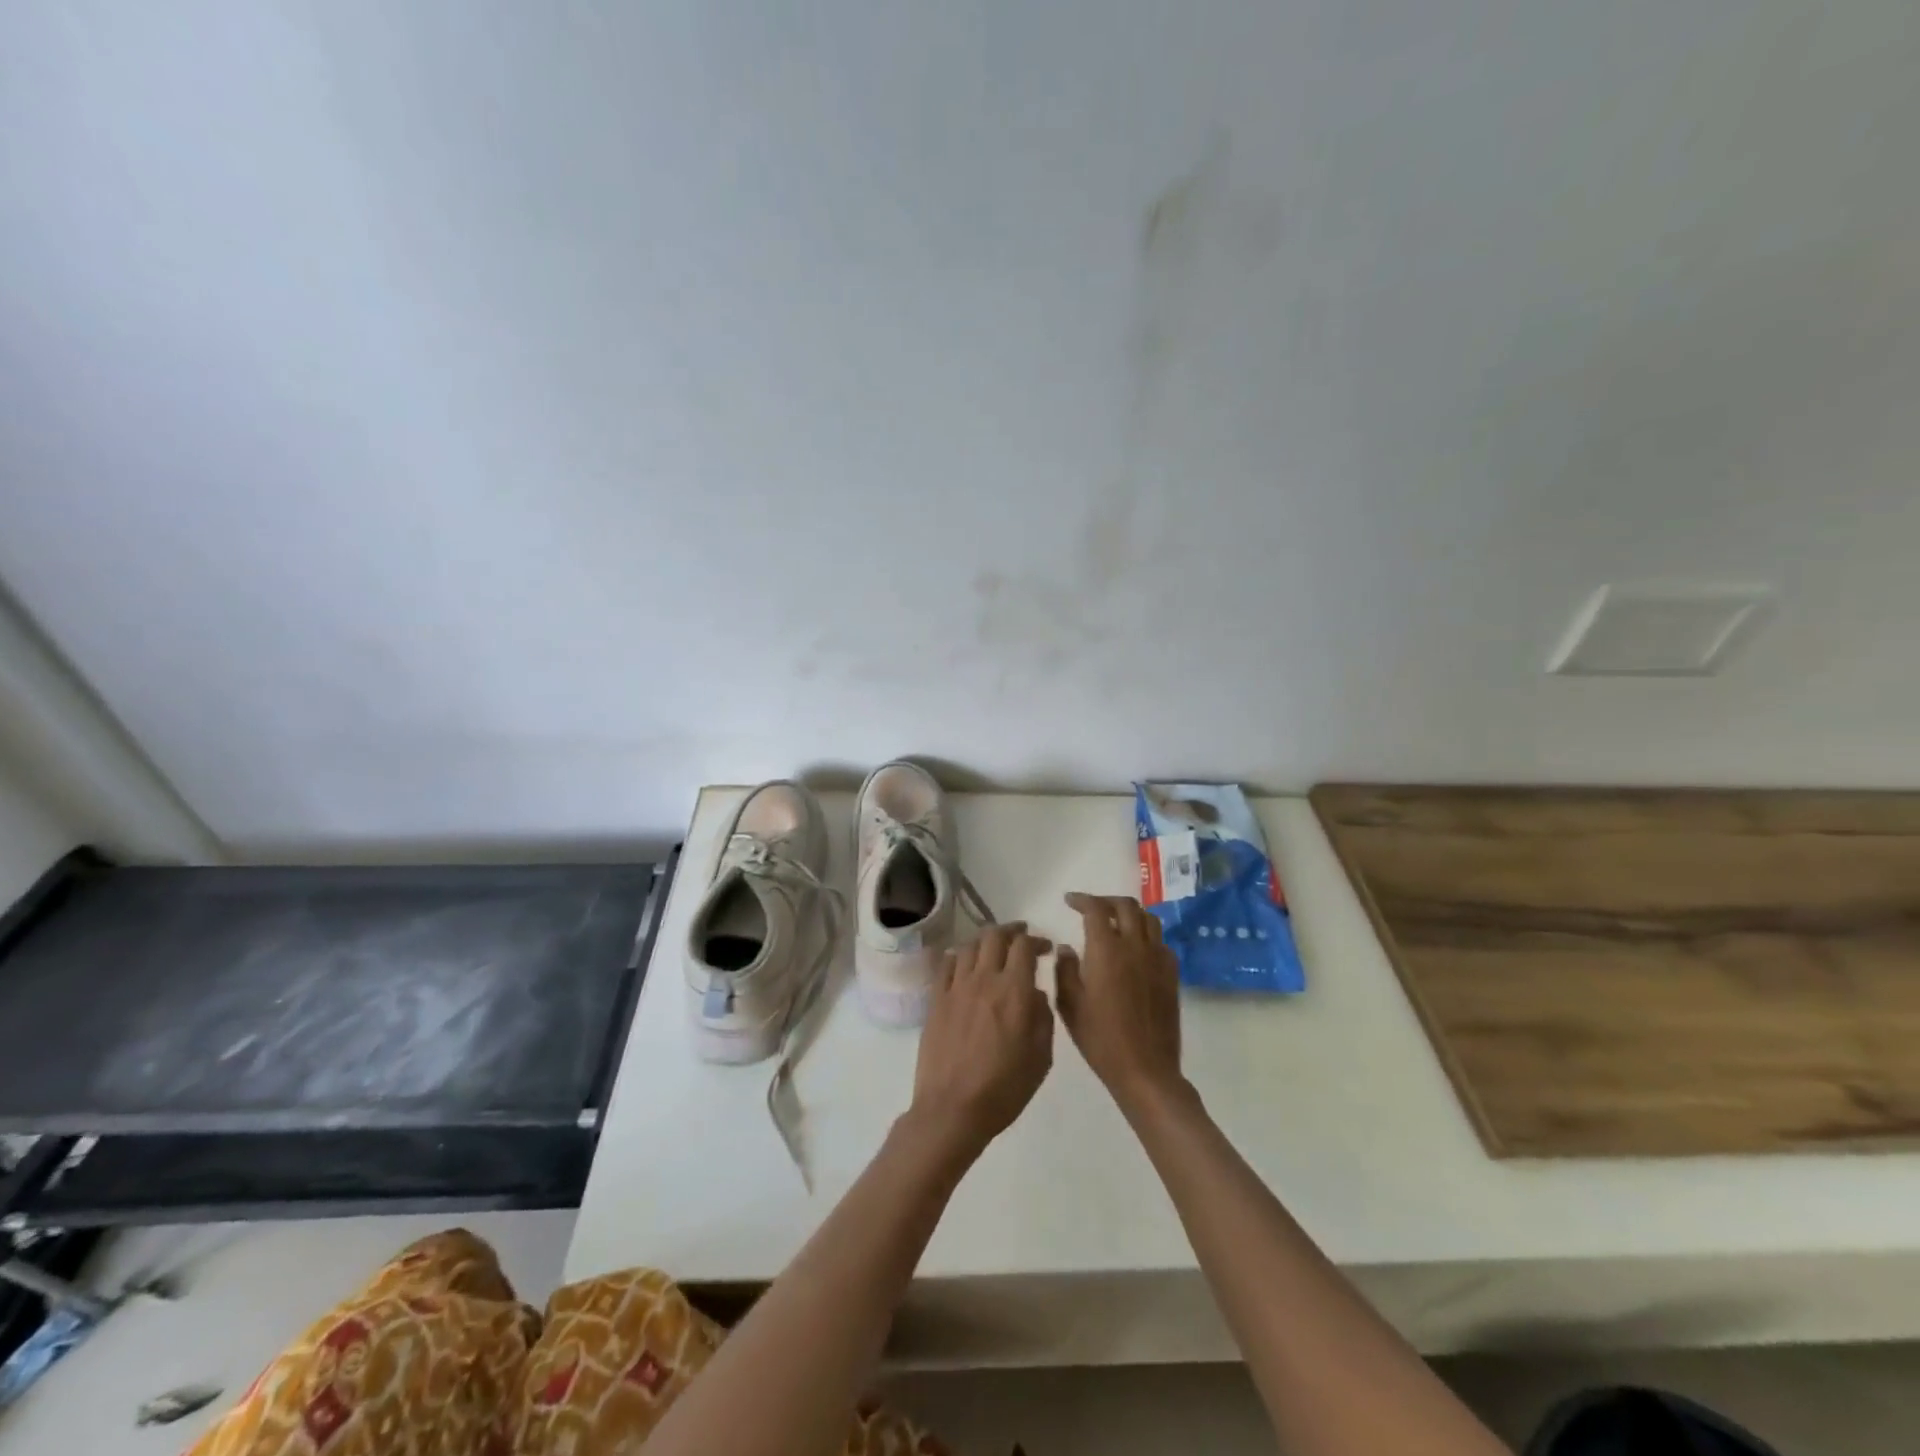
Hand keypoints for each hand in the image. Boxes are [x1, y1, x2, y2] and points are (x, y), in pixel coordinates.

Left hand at [907, 923, 1054, 1160]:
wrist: (953, 1109)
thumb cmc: (1004, 1089)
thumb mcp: (1040, 1058)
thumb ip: (1042, 1018)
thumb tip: (1035, 993)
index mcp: (1014, 991)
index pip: (1024, 946)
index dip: (1037, 941)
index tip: (1045, 948)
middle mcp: (984, 980)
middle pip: (995, 936)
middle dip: (1012, 931)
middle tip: (1021, 938)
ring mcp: (956, 987)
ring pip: (970, 945)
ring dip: (986, 941)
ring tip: (994, 949)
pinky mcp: (936, 999)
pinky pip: (947, 964)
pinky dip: (960, 956)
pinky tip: (965, 963)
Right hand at [1057, 894, 1184, 1113]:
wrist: (1145, 1070)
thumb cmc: (1101, 1038)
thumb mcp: (1070, 1005)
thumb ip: (1065, 970)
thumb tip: (1066, 948)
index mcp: (1107, 950)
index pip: (1096, 909)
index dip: (1082, 899)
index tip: (1069, 901)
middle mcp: (1135, 946)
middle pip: (1126, 906)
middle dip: (1107, 901)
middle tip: (1092, 908)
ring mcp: (1158, 959)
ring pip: (1148, 919)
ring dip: (1130, 913)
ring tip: (1116, 922)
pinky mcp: (1171, 974)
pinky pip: (1160, 941)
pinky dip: (1146, 935)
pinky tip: (1135, 949)